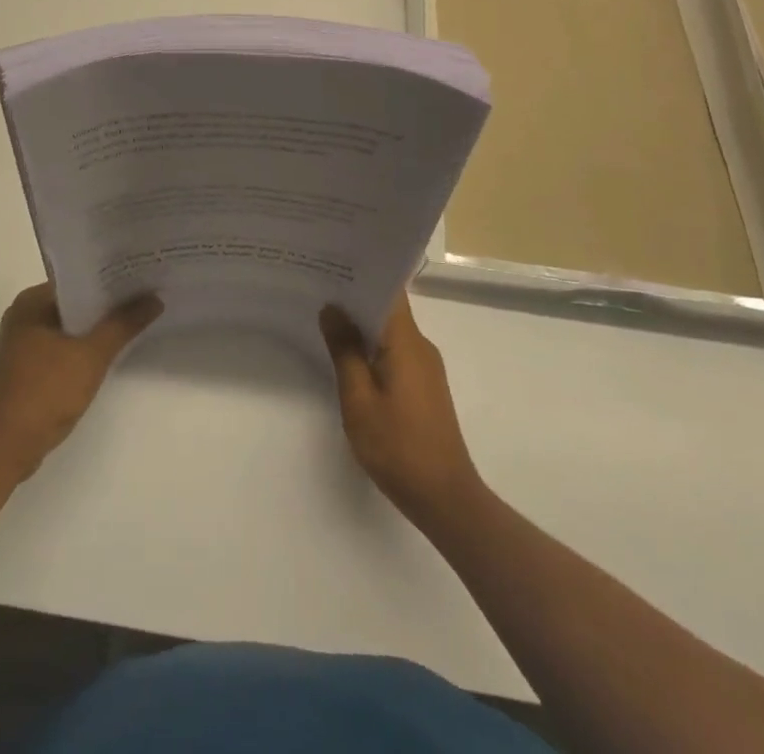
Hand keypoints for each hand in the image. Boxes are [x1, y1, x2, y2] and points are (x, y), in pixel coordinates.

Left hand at [0, 283, 161, 481]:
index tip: (142, 275)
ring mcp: (24, 344)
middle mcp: (25, 316)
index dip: (111, 277)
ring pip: (70, 326)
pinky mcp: (28, 369)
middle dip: (108, 303)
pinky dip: (85, 348)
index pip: (77, 279)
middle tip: (148, 295)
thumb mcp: (91, 356)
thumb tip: (155, 297)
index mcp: (31, 302)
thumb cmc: (44, 392)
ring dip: (98, 327)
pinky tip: (112, 352)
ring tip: (137, 320)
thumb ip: (123, 325)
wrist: (4, 449)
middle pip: (75, 302)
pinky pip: (64, 347)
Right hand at [321, 295, 480, 522]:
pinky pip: (395, 352)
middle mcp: (421, 347)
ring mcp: (425, 368)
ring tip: (325, 317)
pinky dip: (372, 348)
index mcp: (407, 342)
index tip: (332, 264)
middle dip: (355, 298)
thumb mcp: (359, 399)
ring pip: (391, 332)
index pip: (389, 291)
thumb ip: (345, 351)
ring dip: (362, 324)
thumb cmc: (398, 447)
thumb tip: (332, 308)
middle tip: (318, 287)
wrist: (446, 499)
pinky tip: (348, 356)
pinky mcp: (424, 388)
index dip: (362, 275)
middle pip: (388, 309)